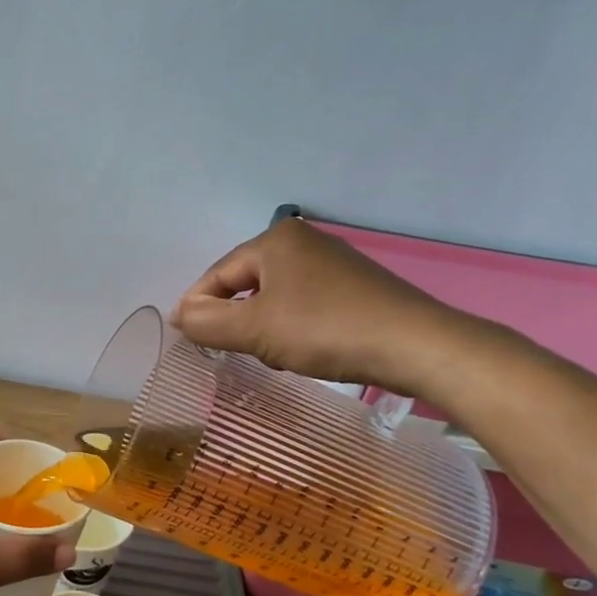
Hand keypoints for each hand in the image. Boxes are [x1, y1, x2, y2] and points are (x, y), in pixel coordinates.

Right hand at [172, 217, 475, 395]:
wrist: (417, 346)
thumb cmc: (325, 330)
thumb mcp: (256, 330)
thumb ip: (208, 323)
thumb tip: (180, 315)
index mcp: (274, 239)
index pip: (217, 274)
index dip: (197, 307)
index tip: (187, 339)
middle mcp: (302, 241)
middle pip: (246, 283)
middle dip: (237, 319)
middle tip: (238, 352)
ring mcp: (333, 262)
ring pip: (275, 297)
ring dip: (265, 327)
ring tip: (277, 356)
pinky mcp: (356, 286)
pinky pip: (305, 303)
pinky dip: (294, 327)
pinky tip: (306, 351)